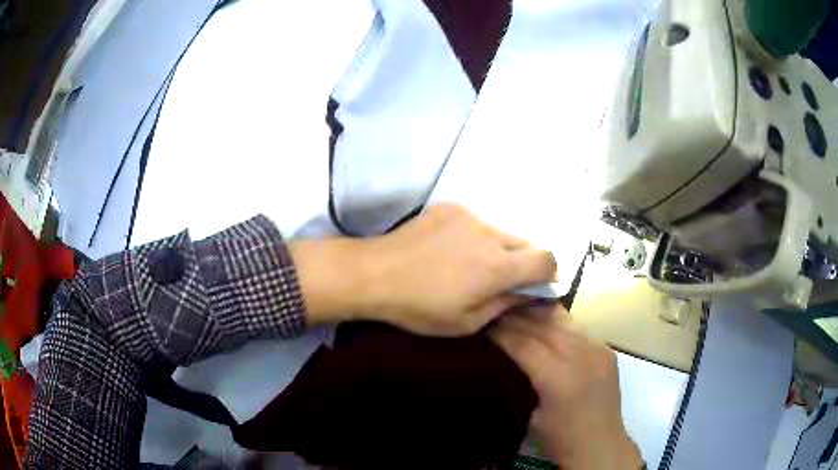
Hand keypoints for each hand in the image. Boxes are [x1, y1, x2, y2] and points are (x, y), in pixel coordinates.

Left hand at [289, 203, 554, 335]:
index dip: (549, 273)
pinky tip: (448, 250)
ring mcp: (469, 216)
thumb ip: (504, 305)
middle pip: (525, 243)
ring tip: (467, 265)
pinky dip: (473, 236)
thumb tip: (528, 293)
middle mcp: (490, 234)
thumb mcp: (465, 323)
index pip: (546, 260)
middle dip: (522, 262)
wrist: (375, 273)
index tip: (538, 285)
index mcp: (497, 267)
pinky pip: (475, 222)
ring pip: (499, 232)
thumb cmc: (419, 307)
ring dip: (496, 249)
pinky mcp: (450, 207)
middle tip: (499, 280)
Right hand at [491, 305, 642, 469]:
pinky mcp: (607, 351)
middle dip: (517, 318)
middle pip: (543, 327)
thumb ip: (526, 381)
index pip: (524, 344)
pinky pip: (580, 329)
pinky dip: (560, 324)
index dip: (502, 333)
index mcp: (558, 378)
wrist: (601, 446)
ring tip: (520, 308)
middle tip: (498, 311)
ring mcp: (598, 350)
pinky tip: (547, 322)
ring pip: (564, 321)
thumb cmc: (561, 439)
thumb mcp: (532, 415)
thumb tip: (513, 356)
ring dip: (539, 314)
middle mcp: (580, 356)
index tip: (485, 323)